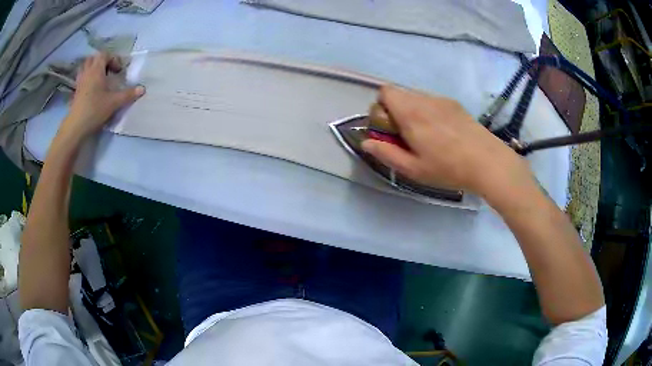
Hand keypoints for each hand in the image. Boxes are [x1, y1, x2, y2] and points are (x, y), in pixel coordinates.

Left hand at [60, 52, 144, 140]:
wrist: (76, 126)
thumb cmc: (95, 110)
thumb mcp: (114, 102)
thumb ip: (128, 94)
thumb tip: (142, 89)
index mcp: (96, 70)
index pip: (105, 55)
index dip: (113, 59)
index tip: (119, 71)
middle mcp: (87, 72)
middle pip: (94, 59)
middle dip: (102, 62)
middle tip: (109, 72)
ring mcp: (80, 82)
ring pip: (85, 67)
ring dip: (93, 69)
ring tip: (99, 78)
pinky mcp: (76, 92)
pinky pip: (81, 78)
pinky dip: (87, 78)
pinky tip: (91, 88)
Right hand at [361, 86, 533, 200]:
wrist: (488, 162)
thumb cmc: (448, 168)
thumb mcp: (413, 169)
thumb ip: (386, 153)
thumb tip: (366, 143)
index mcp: (410, 113)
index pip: (385, 91)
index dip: (381, 107)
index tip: (389, 128)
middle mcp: (424, 99)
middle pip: (400, 93)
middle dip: (396, 110)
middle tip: (407, 135)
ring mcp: (442, 100)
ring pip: (417, 97)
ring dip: (413, 110)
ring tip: (427, 135)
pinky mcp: (455, 104)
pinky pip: (433, 101)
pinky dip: (429, 111)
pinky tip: (443, 132)